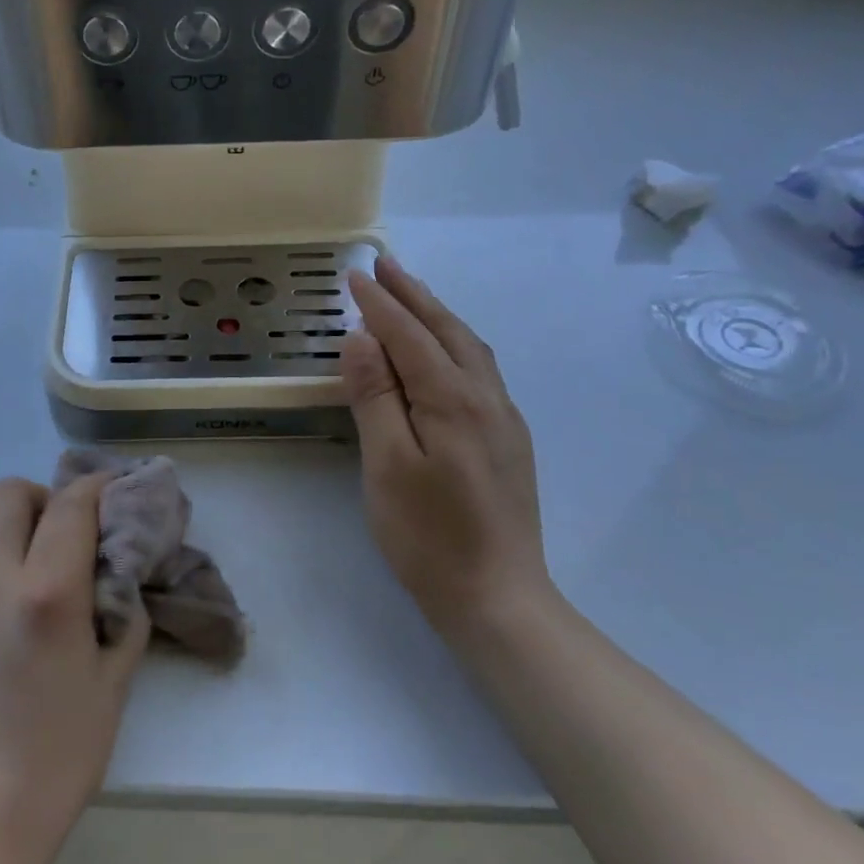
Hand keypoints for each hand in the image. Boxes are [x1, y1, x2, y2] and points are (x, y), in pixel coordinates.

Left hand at [0, 475, 149, 863]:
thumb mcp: (112, 687)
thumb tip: (119, 580)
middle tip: (66, 534)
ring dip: (0, 514)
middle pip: (13, 492)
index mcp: (47, 593)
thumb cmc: (55, 759)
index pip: (71, 504)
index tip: (111, 492)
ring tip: (21, 550)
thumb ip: (123, 618)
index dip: (96, 487)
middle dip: (48, 499)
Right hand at [339, 256, 551, 645]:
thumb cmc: (429, 536)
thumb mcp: (387, 466)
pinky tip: (442, 351)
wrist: (499, 599)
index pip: (410, 336)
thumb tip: (361, 339)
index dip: (381, 304)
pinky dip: (453, 342)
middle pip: (446, 331)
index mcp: (453, 400)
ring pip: (469, 348)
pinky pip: (478, 370)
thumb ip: (375, 398)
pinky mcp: (508, 440)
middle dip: (413, 295)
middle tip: (384, 265)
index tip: (355, 275)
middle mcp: (486, 398)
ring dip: (437, 314)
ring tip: (410, 295)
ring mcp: (503, 419)